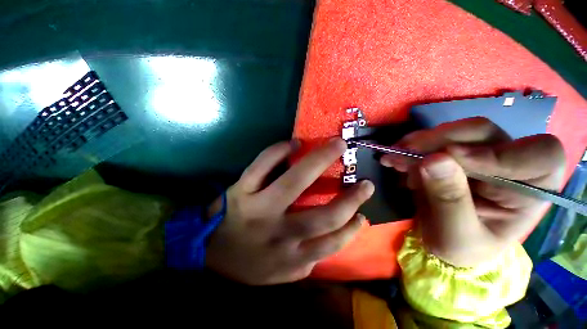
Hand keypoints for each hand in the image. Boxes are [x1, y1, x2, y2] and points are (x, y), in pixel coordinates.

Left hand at [206, 138, 373, 284]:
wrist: (207, 251)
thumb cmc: (246, 263)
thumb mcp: (278, 274)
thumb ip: (306, 263)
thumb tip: (333, 240)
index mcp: (288, 257)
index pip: (331, 243)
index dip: (351, 228)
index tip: (363, 214)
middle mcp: (278, 232)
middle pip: (322, 215)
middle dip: (349, 198)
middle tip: (365, 182)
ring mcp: (258, 207)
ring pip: (294, 182)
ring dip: (320, 160)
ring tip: (337, 145)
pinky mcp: (241, 189)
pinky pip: (262, 165)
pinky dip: (278, 151)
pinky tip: (294, 143)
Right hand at [380, 117, 565, 266]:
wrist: (444, 240)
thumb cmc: (461, 248)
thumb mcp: (455, 235)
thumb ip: (449, 200)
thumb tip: (432, 160)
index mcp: (532, 190)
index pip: (540, 155)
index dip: (499, 153)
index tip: (449, 160)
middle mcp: (512, 163)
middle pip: (484, 134)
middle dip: (440, 141)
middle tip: (404, 152)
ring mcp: (482, 154)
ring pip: (456, 132)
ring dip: (420, 142)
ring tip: (393, 157)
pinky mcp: (456, 153)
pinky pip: (435, 140)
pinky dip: (412, 147)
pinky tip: (396, 159)